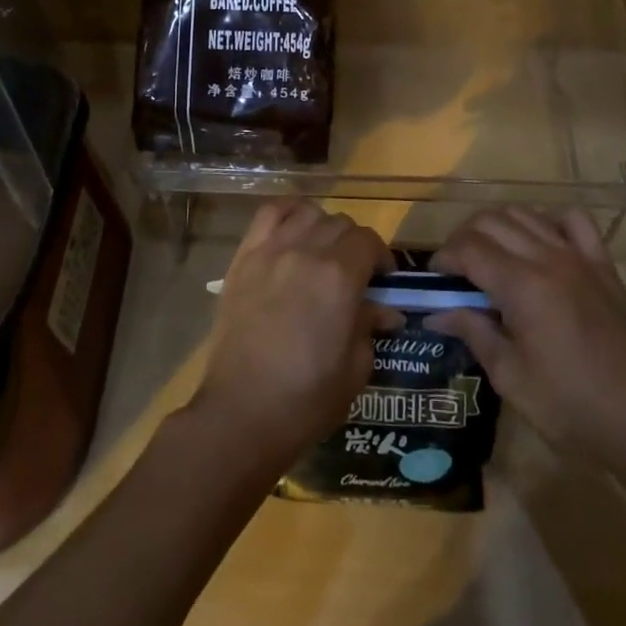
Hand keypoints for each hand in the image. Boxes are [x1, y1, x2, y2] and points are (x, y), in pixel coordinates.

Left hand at [190, 200, 399, 468]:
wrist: (241, 412)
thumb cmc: (306, 399)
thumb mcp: (355, 368)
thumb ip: (370, 327)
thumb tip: (385, 310)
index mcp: (339, 277)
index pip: (369, 241)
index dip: (381, 258)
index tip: (383, 281)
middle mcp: (306, 251)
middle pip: (341, 224)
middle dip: (355, 245)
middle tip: (354, 274)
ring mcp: (271, 250)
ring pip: (308, 213)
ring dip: (323, 227)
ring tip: (322, 252)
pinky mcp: (244, 257)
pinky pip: (269, 214)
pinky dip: (287, 214)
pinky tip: (293, 231)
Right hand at [427, 207, 625, 467]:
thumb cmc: (570, 407)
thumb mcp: (510, 376)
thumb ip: (473, 332)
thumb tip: (437, 312)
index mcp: (521, 286)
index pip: (468, 248)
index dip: (444, 258)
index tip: (436, 280)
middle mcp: (547, 258)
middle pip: (491, 221)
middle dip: (464, 238)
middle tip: (457, 270)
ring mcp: (579, 257)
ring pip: (526, 213)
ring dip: (498, 226)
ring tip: (490, 255)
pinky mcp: (603, 265)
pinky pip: (574, 221)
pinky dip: (549, 220)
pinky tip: (540, 244)